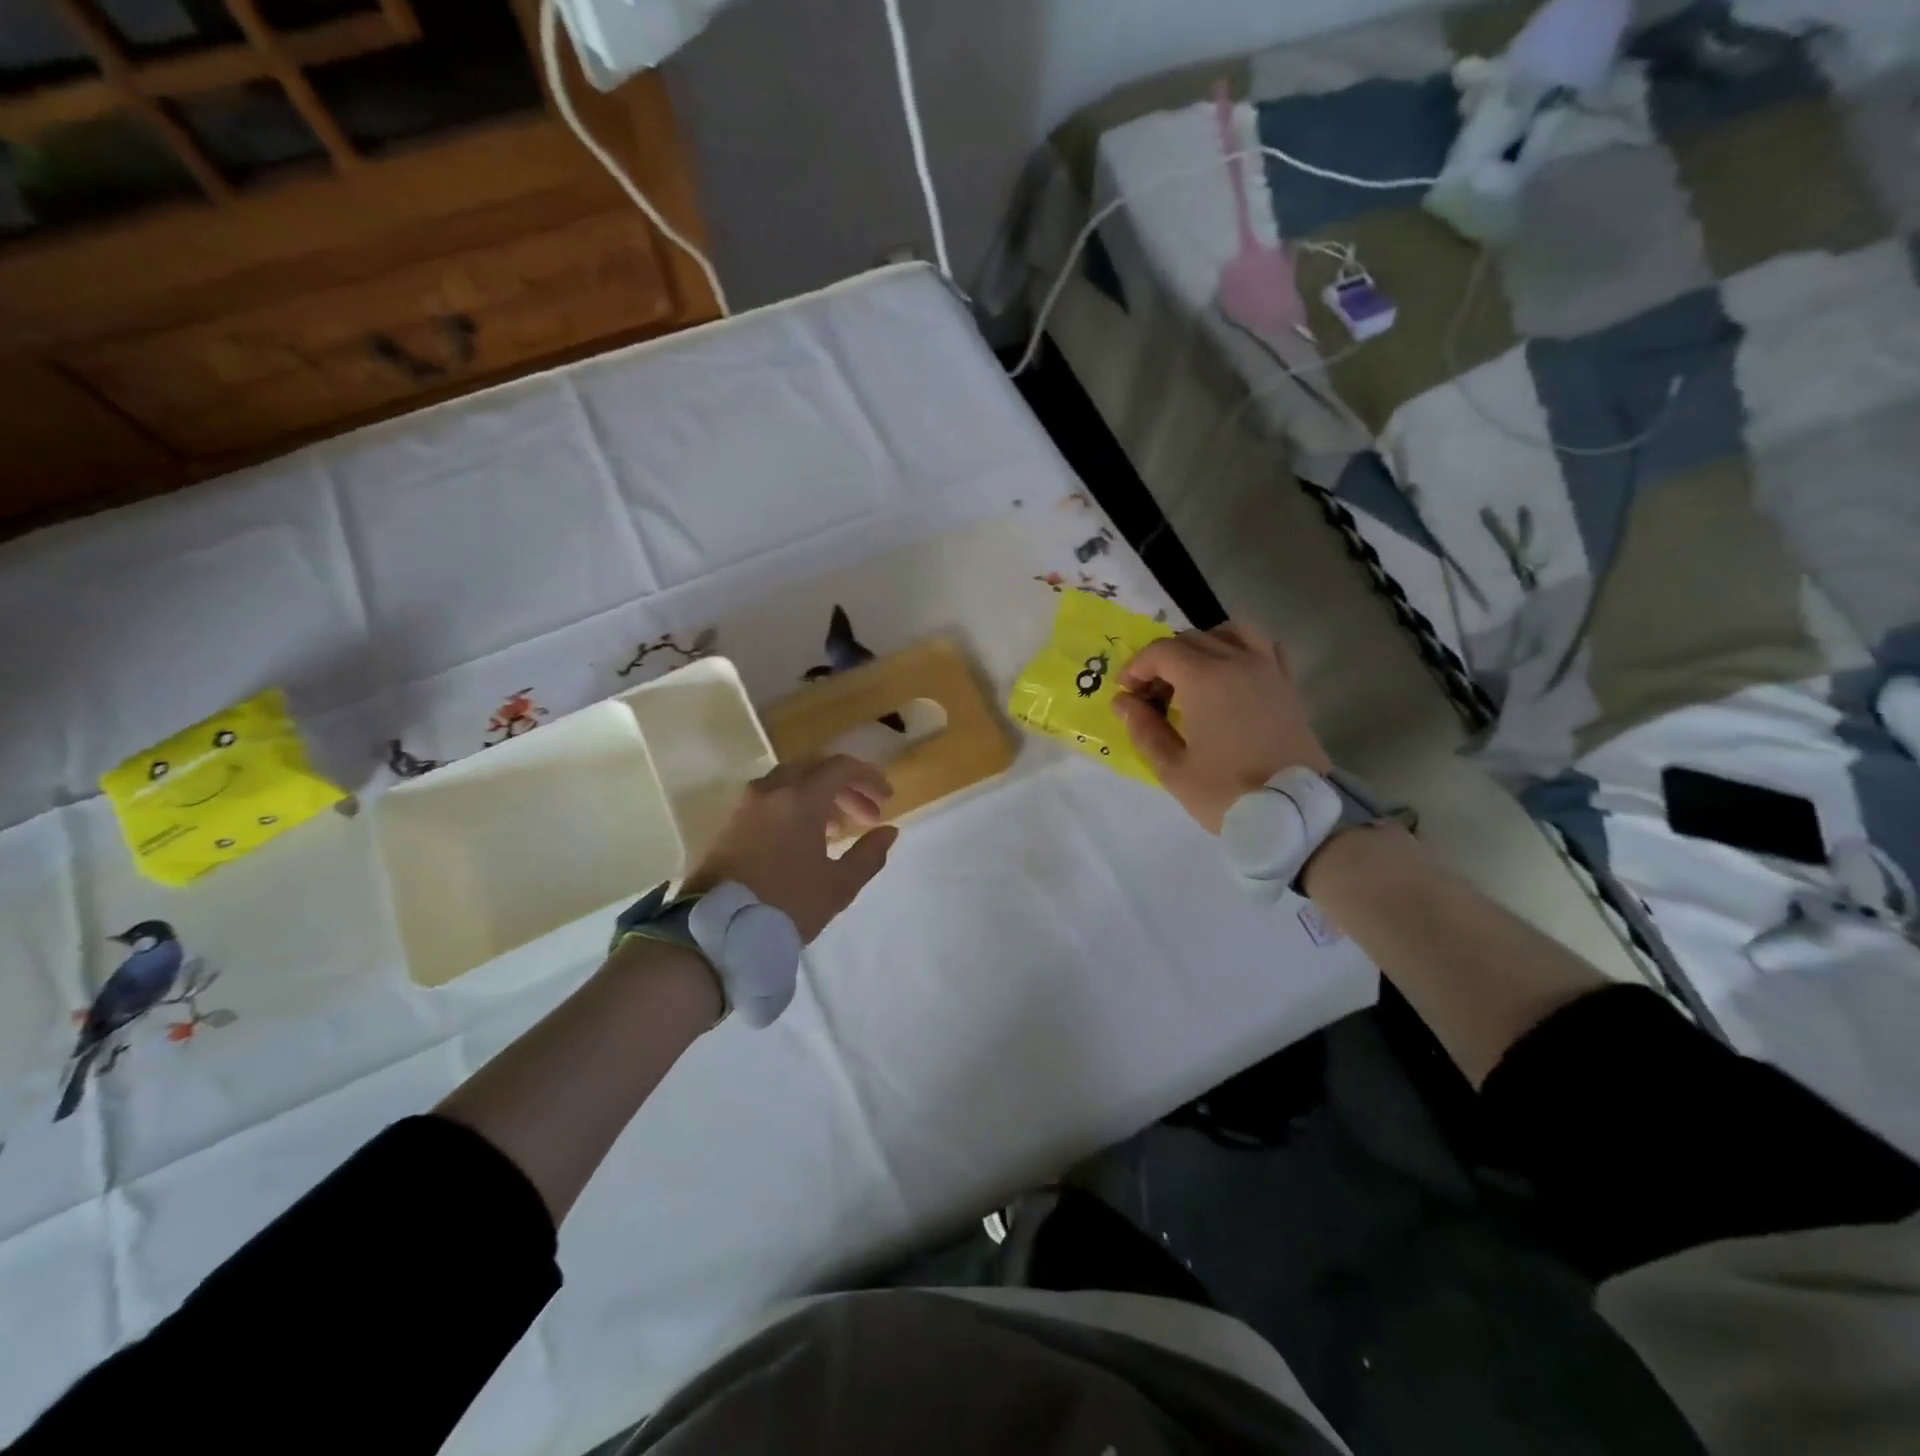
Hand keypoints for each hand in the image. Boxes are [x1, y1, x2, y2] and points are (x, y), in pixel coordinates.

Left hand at [680, 756, 897, 941]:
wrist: (715, 931)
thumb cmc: (785, 905)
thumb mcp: (838, 886)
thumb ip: (869, 855)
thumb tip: (888, 832)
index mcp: (799, 798)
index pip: (841, 767)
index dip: (869, 778)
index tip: (887, 799)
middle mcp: (770, 791)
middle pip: (815, 770)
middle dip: (846, 788)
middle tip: (867, 817)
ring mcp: (745, 805)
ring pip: (790, 783)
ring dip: (819, 797)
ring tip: (837, 831)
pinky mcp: (729, 823)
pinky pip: (770, 800)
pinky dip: (794, 807)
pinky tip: (804, 839)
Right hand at [1113, 621, 1330, 833]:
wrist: (1293, 813)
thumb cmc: (1226, 792)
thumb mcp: (1172, 768)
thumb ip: (1143, 728)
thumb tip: (1123, 701)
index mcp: (1204, 679)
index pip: (1161, 651)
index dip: (1136, 667)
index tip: (1126, 694)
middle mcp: (1237, 662)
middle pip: (1191, 639)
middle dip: (1163, 661)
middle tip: (1152, 697)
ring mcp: (1268, 669)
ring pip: (1230, 632)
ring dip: (1203, 645)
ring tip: (1192, 675)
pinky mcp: (1288, 684)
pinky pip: (1265, 646)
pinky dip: (1242, 649)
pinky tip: (1232, 674)